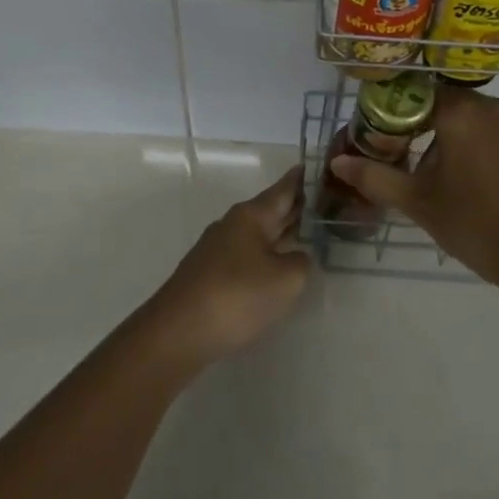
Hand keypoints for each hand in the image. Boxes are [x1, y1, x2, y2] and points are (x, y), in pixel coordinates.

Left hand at [145, 168, 312, 369]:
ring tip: (304, 236)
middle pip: (269, 211)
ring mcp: (217, 250)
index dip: (300, 179)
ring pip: (257, 235)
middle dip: (293, 208)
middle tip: (321, 203)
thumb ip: (300, 262)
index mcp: (251, 216)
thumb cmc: (236, 296)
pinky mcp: (208, 275)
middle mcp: (232, 225)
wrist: (177, 333)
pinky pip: (245, 256)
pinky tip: (273, 270)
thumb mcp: (285, 280)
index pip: (283, 189)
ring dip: (279, 234)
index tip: (312, 166)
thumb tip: (296, 257)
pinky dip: (264, 256)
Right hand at [328, 86, 498, 290]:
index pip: (408, 92)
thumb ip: (376, 176)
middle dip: (403, 122)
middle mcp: (483, 105)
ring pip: (453, 114)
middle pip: (430, 100)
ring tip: (404, 163)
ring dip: (428, 132)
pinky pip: (473, 128)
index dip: (382, 110)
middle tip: (380, 150)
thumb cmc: (476, 223)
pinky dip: (451, 140)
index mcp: (459, 110)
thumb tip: (338, 162)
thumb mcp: (418, 201)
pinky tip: (438, 172)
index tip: (365, 134)